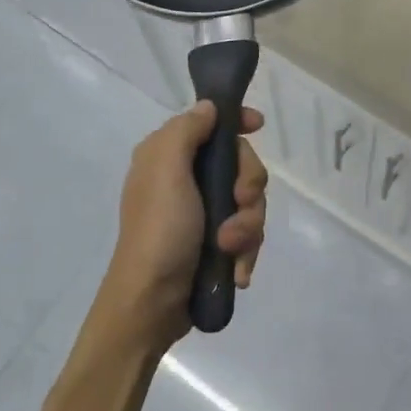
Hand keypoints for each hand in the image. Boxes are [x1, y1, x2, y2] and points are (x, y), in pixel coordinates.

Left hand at [97, 102, 268, 346]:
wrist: (152, 302)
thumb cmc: (159, 230)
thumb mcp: (166, 170)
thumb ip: (187, 131)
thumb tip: (209, 108)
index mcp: (169, 157)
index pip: (211, 124)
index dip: (236, 122)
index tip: (258, 126)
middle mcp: (186, 180)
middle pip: (240, 166)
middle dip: (249, 188)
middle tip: (239, 205)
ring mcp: (202, 214)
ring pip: (250, 204)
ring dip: (247, 227)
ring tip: (231, 250)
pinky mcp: (215, 245)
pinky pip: (247, 236)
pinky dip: (245, 252)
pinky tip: (236, 271)